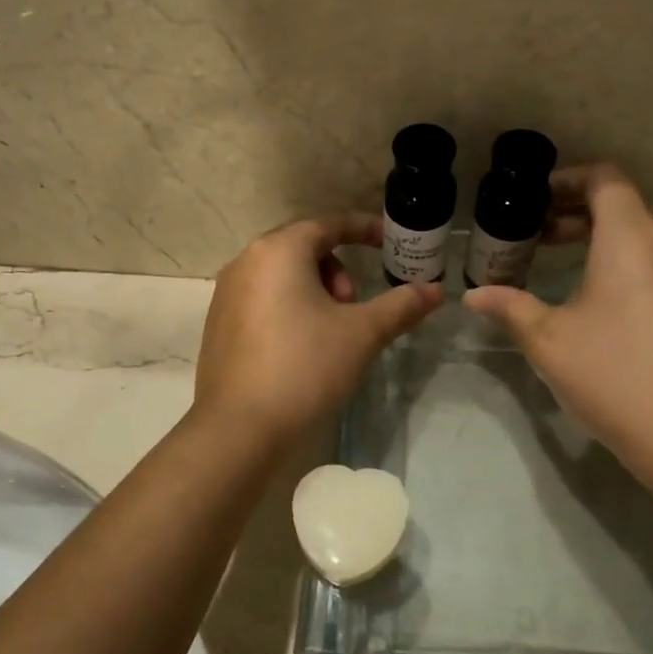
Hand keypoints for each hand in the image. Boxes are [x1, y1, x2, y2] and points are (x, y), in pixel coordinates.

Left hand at [194, 213, 442, 444]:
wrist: (239, 428)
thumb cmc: (304, 367)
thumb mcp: (361, 334)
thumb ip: (400, 306)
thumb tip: (435, 290)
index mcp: (279, 251)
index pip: (328, 225)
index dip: (363, 229)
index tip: (388, 242)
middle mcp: (246, 262)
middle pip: (302, 248)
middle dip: (337, 269)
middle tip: (353, 306)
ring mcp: (226, 294)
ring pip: (281, 275)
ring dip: (314, 290)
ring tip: (330, 331)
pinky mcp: (218, 325)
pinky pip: (262, 299)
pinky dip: (288, 308)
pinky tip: (301, 348)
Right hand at [463, 165, 652, 480]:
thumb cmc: (613, 376)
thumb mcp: (548, 341)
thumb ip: (509, 307)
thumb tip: (473, 296)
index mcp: (632, 237)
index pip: (605, 179)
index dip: (569, 179)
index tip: (538, 200)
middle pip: (627, 206)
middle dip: (582, 214)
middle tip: (543, 237)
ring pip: (651, 236)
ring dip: (610, 240)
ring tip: (574, 268)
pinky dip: (637, 265)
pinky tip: (613, 306)